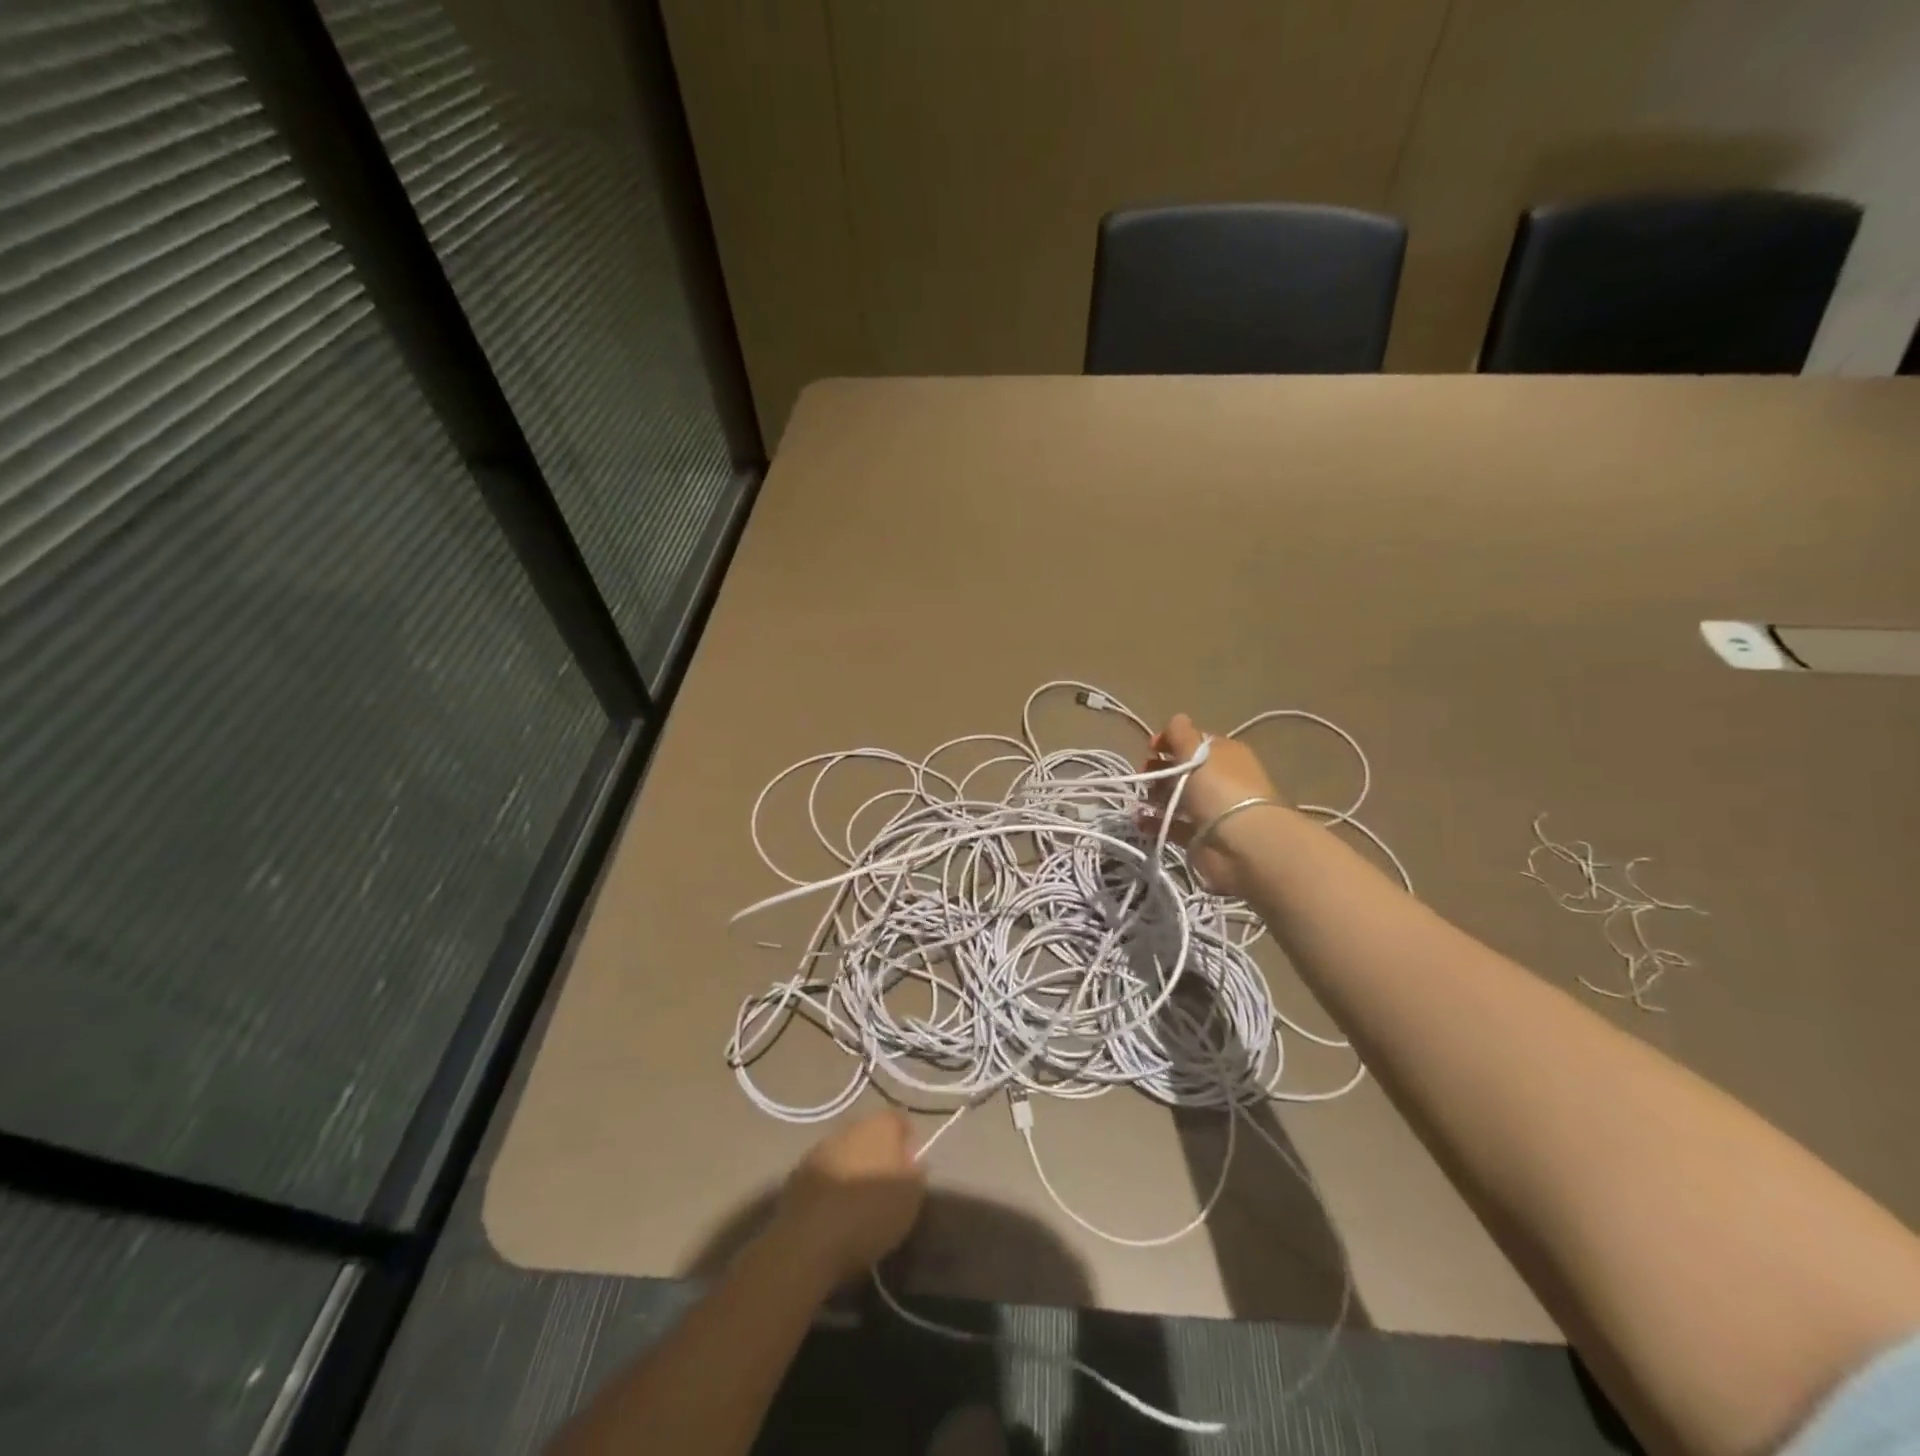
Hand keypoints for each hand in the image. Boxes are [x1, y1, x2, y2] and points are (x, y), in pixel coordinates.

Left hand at [772, 1110, 926, 1287]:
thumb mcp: (911, 1197)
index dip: (907, 1139)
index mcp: (879, 1126)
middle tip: (887, 1182)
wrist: (809, 1241)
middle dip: (878, 1152)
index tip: (912, 1164)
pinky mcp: (797, 1174)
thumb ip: (915, 1171)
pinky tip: (836, 1211)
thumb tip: (912, 1161)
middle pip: (869, 1133)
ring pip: (845, 1151)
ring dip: (853, 1167)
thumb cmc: (870, 1213)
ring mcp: (819, 1149)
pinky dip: (832, 1185)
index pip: (899, 1119)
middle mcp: (848, 1127)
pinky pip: (824, 1172)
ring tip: (860, 1200)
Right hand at [1144, 713, 1285, 897]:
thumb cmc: (1218, 788)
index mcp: (1225, 754)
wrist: (1240, 842)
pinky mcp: (1200, 837)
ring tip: (1141, 798)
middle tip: (1144, 773)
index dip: (1171, 741)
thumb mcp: (1196, 752)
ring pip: (1177, 798)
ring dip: (1155, 796)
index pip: (1195, 742)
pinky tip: (1140, 820)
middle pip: (1184, 770)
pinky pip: (1172, 826)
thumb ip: (1181, 733)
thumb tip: (1176, 719)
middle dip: (1160, 769)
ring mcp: (1211, 810)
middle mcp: (1220, 780)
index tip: (1150, 748)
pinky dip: (1155, 823)